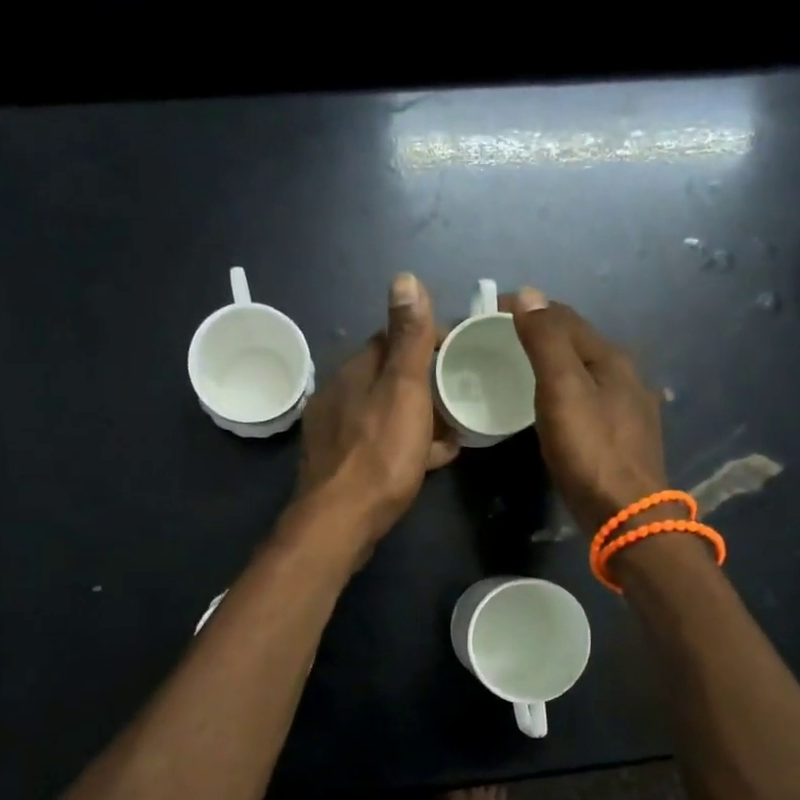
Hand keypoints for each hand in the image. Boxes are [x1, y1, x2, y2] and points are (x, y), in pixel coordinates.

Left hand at [294, 273, 459, 551]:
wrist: (340, 522)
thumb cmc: (380, 453)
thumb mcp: (403, 389)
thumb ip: (408, 338)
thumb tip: (404, 277)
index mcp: (355, 371)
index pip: (392, 338)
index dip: (428, 341)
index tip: (461, 352)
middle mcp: (340, 394)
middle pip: (390, 378)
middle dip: (426, 383)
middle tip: (463, 395)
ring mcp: (337, 431)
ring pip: (387, 412)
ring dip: (419, 416)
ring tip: (454, 430)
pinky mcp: (341, 464)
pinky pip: (380, 442)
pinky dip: (406, 444)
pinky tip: (430, 460)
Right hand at [508, 289, 667, 532]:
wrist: (628, 515)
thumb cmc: (590, 450)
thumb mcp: (561, 390)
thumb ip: (545, 342)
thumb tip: (528, 294)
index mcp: (611, 358)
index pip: (564, 317)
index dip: (527, 308)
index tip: (488, 313)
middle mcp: (626, 375)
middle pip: (577, 341)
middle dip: (540, 333)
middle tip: (498, 340)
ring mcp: (629, 407)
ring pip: (584, 370)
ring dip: (553, 362)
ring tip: (518, 369)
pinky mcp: (623, 436)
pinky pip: (588, 397)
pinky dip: (565, 389)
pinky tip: (552, 405)